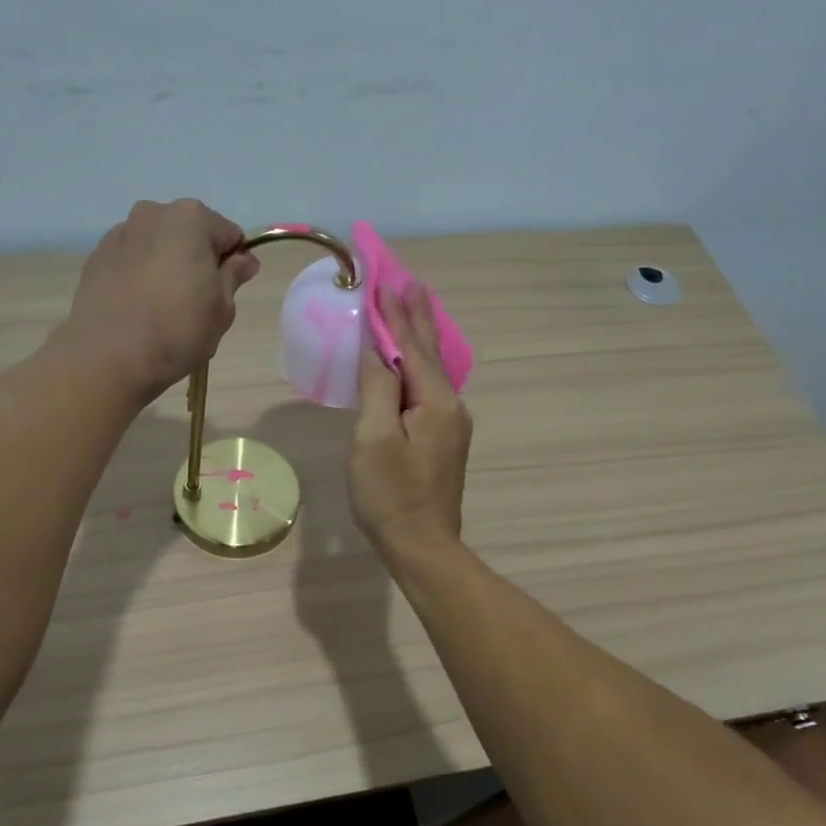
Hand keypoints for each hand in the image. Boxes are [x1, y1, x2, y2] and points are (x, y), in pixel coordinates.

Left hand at [61, 200, 260, 400]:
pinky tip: (138, 308)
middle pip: (189, 234)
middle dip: (197, 260)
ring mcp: (120, 233)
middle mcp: (153, 213)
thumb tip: (244, 260)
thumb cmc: (177, 330)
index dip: (234, 263)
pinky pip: (131, 261)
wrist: (108, 356)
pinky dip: (139, 276)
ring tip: (163, 306)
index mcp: (191, 219)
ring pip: (157, 245)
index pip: (229, 235)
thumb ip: (233, 277)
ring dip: (166, 265)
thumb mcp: (222, 309)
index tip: (228, 291)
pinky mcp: (95, 257)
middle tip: (196, 301)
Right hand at [349, 281, 471, 558]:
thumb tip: (377, 348)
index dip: (393, 314)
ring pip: (433, 369)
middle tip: (409, 281)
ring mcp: (451, 424)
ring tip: (416, 306)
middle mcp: (451, 406)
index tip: (384, 279)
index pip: (411, 346)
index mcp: (435, 401)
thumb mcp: (373, 438)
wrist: (421, 545)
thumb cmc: (389, 494)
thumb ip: (378, 387)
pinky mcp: (444, 440)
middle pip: (429, 352)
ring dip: (421, 336)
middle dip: (415, 317)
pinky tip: (419, 359)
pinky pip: (432, 388)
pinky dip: (421, 363)